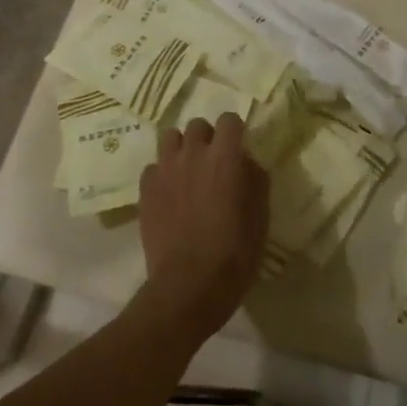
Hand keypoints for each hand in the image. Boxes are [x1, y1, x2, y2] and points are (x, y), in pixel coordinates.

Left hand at [136, 114, 269, 342]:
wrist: (189, 286)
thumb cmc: (234, 252)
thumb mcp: (260, 216)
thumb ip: (255, 180)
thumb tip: (247, 163)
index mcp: (225, 157)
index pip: (229, 120)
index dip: (235, 131)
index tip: (239, 147)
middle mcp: (193, 154)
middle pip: (197, 125)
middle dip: (207, 137)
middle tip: (214, 161)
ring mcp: (165, 170)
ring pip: (170, 138)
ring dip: (182, 148)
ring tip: (188, 170)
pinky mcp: (145, 190)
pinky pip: (153, 167)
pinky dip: (162, 173)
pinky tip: (170, 193)